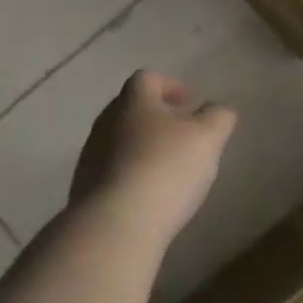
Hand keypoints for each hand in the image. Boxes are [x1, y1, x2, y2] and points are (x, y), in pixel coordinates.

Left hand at [69, 71, 236, 243]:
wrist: (114, 223)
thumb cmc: (165, 169)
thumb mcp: (206, 139)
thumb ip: (217, 118)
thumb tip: (218, 108)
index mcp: (133, 101)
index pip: (147, 79)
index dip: (169, 85)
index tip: (189, 103)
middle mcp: (105, 121)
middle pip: (130, 108)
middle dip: (155, 117)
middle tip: (180, 135)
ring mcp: (90, 155)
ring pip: (118, 140)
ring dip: (141, 147)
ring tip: (166, 169)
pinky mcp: (84, 188)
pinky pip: (110, 171)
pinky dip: (129, 175)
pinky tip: (147, 196)